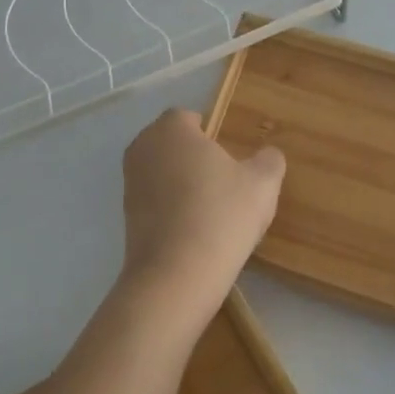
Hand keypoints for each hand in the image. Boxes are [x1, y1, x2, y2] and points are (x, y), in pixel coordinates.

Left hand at [119, 108, 284, 313]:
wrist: (177, 275)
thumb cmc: (222, 215)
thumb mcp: (263, 183)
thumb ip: (269, 160)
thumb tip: (268, 155)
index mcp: (171, 128)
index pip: (191, 118)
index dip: (213, 135)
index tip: (232, 160)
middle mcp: (143, 147)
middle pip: (174, 144)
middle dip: (195, 158)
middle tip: (225, 184)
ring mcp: (129, 183)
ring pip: (163, 173)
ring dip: (182, 185)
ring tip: (212, 212)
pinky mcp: (125, 216)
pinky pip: (155, 201)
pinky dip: (171, 209)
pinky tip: (194, 232)